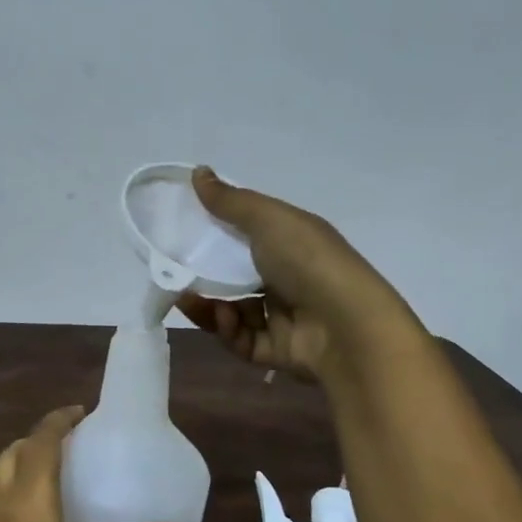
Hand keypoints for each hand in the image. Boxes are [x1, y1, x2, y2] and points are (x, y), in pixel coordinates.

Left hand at [0, 406, 180, 521]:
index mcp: (28, 492)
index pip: (42, 438)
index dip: (60, 419)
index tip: (80, 411)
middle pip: (14, 450)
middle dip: (37, 439)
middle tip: (64, 444)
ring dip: (17, 462)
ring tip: (42, 475)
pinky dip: (5, 490)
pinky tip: (17, 521)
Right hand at [177, 166, 415, 380]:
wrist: (347, 327)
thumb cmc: (308, 261)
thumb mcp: (268, 219)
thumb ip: (229, 200)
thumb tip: (197, 171)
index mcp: (292, 242)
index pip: (250, 233)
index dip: (219, 230)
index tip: (186, 227)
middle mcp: (289, 277)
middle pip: (237, 274)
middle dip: (205, 273)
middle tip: (174, 269)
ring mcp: (283, 316)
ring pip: (234, 310)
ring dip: (209, 304)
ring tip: (188, 297)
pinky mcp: (276, 350)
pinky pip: (241, 339)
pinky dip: (227, 328)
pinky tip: (223, 317)